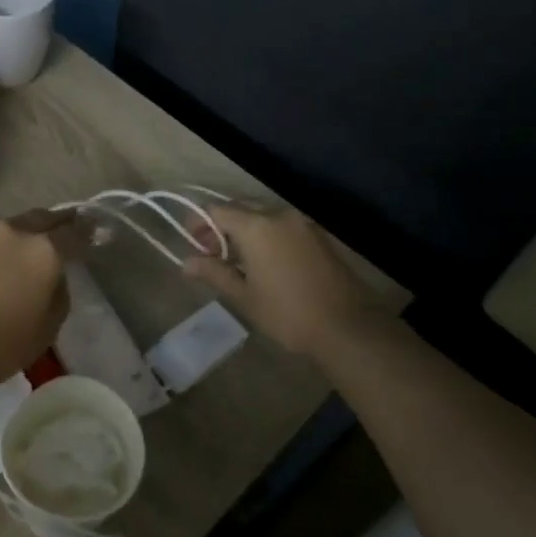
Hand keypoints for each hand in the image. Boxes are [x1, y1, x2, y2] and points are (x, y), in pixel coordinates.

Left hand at [0, 209, 87, 398]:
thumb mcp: (45, 330)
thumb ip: (59, 295)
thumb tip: (55, 277)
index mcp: (43, 250)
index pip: (75, 233)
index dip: (91, 234)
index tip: (100, 234)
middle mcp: (15, 231)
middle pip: (46, 218)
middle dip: (62, 223)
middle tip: (74, 229)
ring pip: (19, 224)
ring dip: (33, 231)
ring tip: (41, 245)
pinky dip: (9, 242)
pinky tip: (10, 257)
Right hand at [181, 204, 389, 358]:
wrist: (349, 328)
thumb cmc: (288, 313)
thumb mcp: (245, 296)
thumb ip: (215, 273)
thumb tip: (186, 263)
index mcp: (257, 226)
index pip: (218, 209)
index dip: (200, 223)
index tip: (192, 244)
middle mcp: (279, 216)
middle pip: (241, 208)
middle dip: (221, 226)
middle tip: (210, 253)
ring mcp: (302, 224)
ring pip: (263, 216)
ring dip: (244, 231)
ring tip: (236, 261)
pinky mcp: (318, 236)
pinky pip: (282, 227)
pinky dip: (266, 236)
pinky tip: (264, 262)